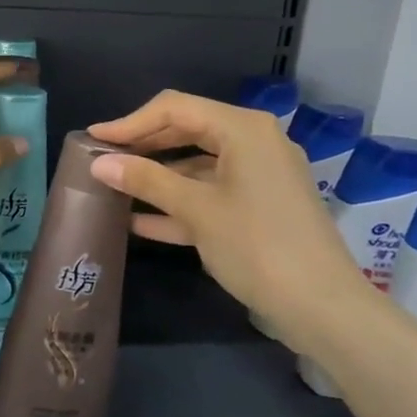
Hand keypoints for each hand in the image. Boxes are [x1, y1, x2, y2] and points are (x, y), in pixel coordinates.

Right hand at [86, 91, 374, 349]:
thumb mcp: (196, 210)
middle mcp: (254, 143)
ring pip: (197, 166)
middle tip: (102, 161)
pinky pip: (212, 194)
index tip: (93, 139)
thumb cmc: (257, 246)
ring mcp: (259, 176)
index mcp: (243, 129)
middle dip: (143, 147)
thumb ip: (146, 181)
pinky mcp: (260, 207)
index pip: (175, 109)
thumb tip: (99, 163)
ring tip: (114, 189)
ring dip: (157, 178)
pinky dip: (179, 203)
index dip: (130, 122)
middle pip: (187, 132)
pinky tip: (140, 222)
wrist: (323, 308)